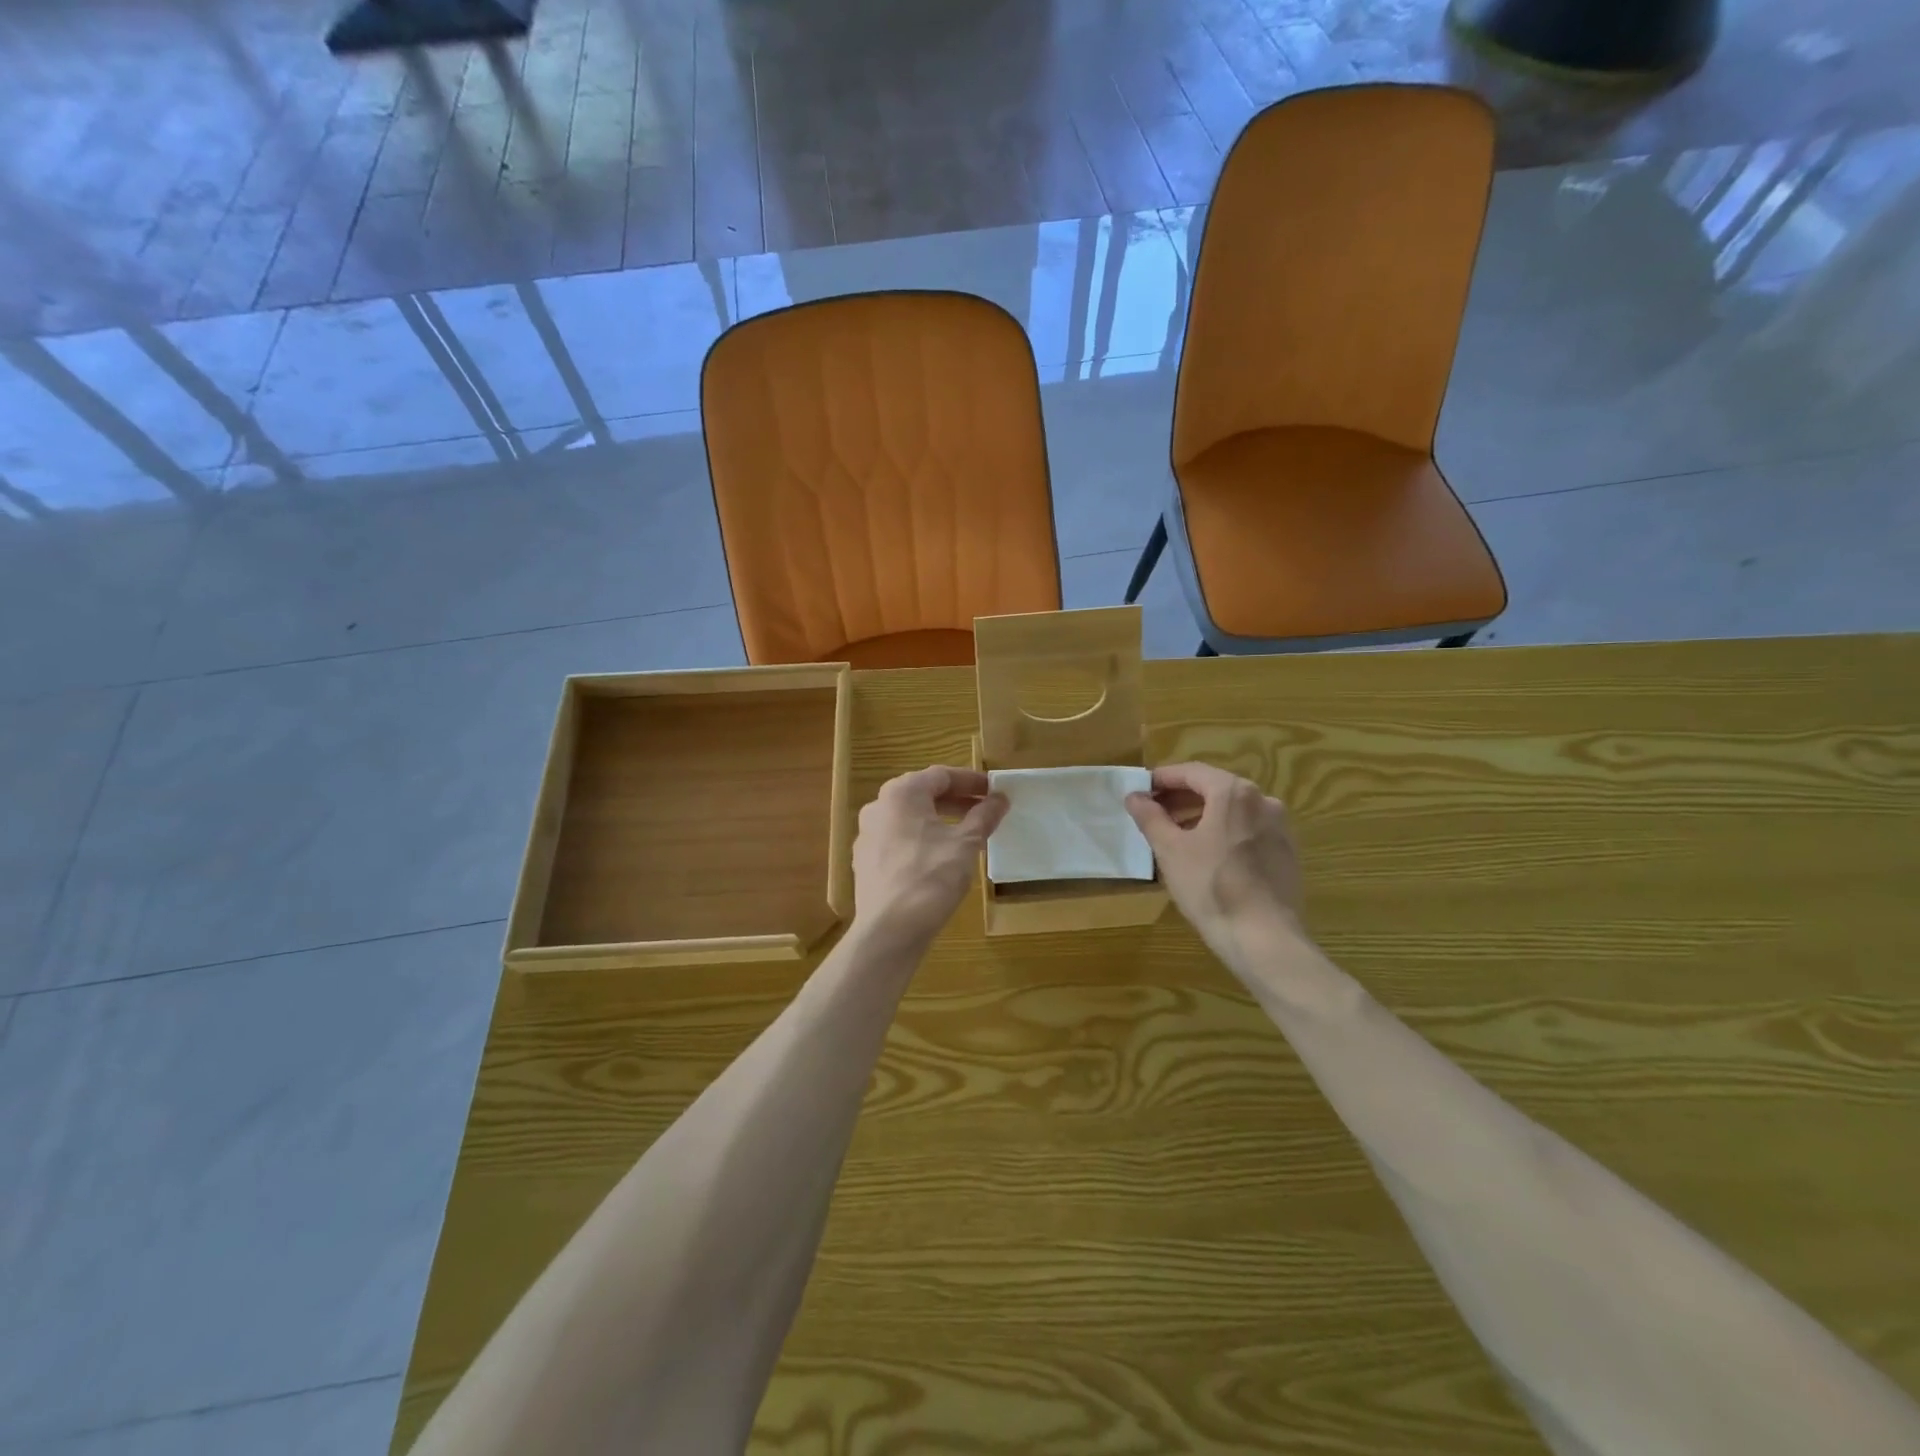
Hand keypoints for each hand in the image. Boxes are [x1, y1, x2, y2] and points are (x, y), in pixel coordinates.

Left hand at [852, 767, 1008, 947]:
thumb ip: (984, 816)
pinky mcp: (865, 861)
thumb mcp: (966, 844)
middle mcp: (878, 806)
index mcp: (901, 793)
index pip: (941, 775)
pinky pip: (898, 839)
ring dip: (939, 819)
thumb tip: (1000, 799)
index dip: (971, 781)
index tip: (994, 791)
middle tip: (984, 810)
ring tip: (966, 833)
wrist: (889, 930)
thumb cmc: (931, 878)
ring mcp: (867, 834)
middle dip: (955, 800)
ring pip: (909, 817)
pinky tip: (939, 857)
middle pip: (922, 793)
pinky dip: (921, 839)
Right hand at [1126, 762, 1304, 948]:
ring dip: (1203, 814)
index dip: (1162, 778)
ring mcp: (1280, 827)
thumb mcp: (1170, 850)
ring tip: (1176, 834)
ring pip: (1233, 810)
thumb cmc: (1211, 887)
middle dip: (1182, 797)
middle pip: (1215, 788)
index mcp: (1234, 792)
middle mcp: (1263, 800)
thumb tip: (1134, 796)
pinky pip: (1249, 829)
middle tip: (1153, 811)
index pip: (1192, 772)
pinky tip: (1208, 854)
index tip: (1140, 790)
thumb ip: (1150, 817)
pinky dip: (1225, 831)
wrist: (1264, 938)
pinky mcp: (1287, 852)